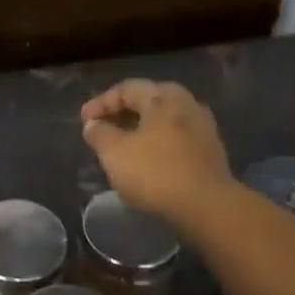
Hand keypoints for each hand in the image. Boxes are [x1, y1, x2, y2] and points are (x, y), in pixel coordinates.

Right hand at [80, 79, 232, 223]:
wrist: (206, 206)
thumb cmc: (155, 172)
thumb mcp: (114, 152)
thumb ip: (99, 134)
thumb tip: (93, 124)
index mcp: (163, 98)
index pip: (127, 88)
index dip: (101, 102)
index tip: (84, 120)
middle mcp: (187, 104)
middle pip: (150, 99)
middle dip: (124, 110)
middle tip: (105, 125)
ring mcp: (203, 128)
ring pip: (166, 119)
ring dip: (142, 127)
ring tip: (124, 143)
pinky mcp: (210, 152)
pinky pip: (177, 137)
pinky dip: (158, 142)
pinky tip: (147, 159)